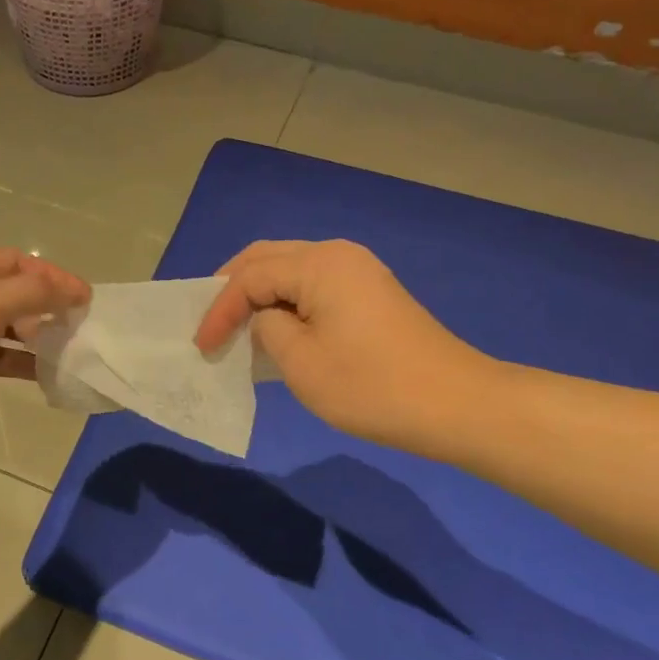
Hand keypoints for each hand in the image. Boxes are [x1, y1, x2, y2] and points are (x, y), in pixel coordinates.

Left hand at [0, 248, 88, 442]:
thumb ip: (33, 292)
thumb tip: (73, 289)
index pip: (16, 262)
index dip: (53, 276)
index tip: (85, 299)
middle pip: (10, 293)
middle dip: (45, 307)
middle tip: (78, 328)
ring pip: (1, 327)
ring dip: (33, 337)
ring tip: (67, 352)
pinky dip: (15, 362)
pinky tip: (41, 374)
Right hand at [194, 240, 496, 453]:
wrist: (457, 404)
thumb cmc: (372, 386)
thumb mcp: (301, 363)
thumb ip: (268, 329)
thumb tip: (267, 319)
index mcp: (318, 264)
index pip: (250, 276)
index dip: (219, 309)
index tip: (201, 346)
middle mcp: (337, 254)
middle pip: (268, 258)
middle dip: (232, 288)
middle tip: (209, 321)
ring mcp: (359, 271)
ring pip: (290, 269)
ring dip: (259, 292)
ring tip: (234, 323)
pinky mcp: (371, 292)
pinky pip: (313, 284)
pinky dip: (285, 300)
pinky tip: (275, 326)